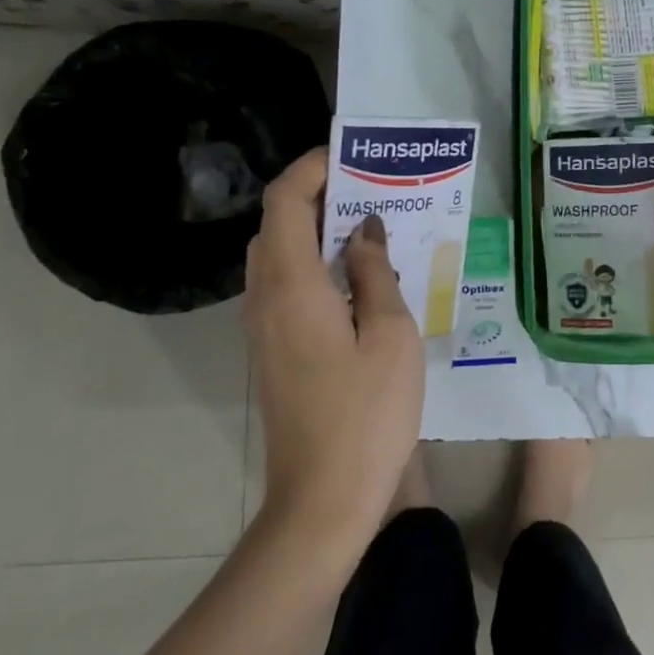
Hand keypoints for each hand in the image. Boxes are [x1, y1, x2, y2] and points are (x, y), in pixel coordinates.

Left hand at [243, 148, 423, 549]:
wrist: (323, 498)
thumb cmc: (367, 413)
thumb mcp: (390, 334)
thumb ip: (376, 272)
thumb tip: (366, 229)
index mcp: (292, 286)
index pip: (284, 203)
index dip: (311, 170)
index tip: (352, 156)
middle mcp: (265, 299)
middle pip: (276, 226)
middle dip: (318, 196)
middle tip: (373, 190)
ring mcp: (263, 328)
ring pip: (279, 257)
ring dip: (317, 232)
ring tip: (372, 227)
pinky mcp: (273, 351)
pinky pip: (287, 287)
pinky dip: (316, 265)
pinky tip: (361, 278)